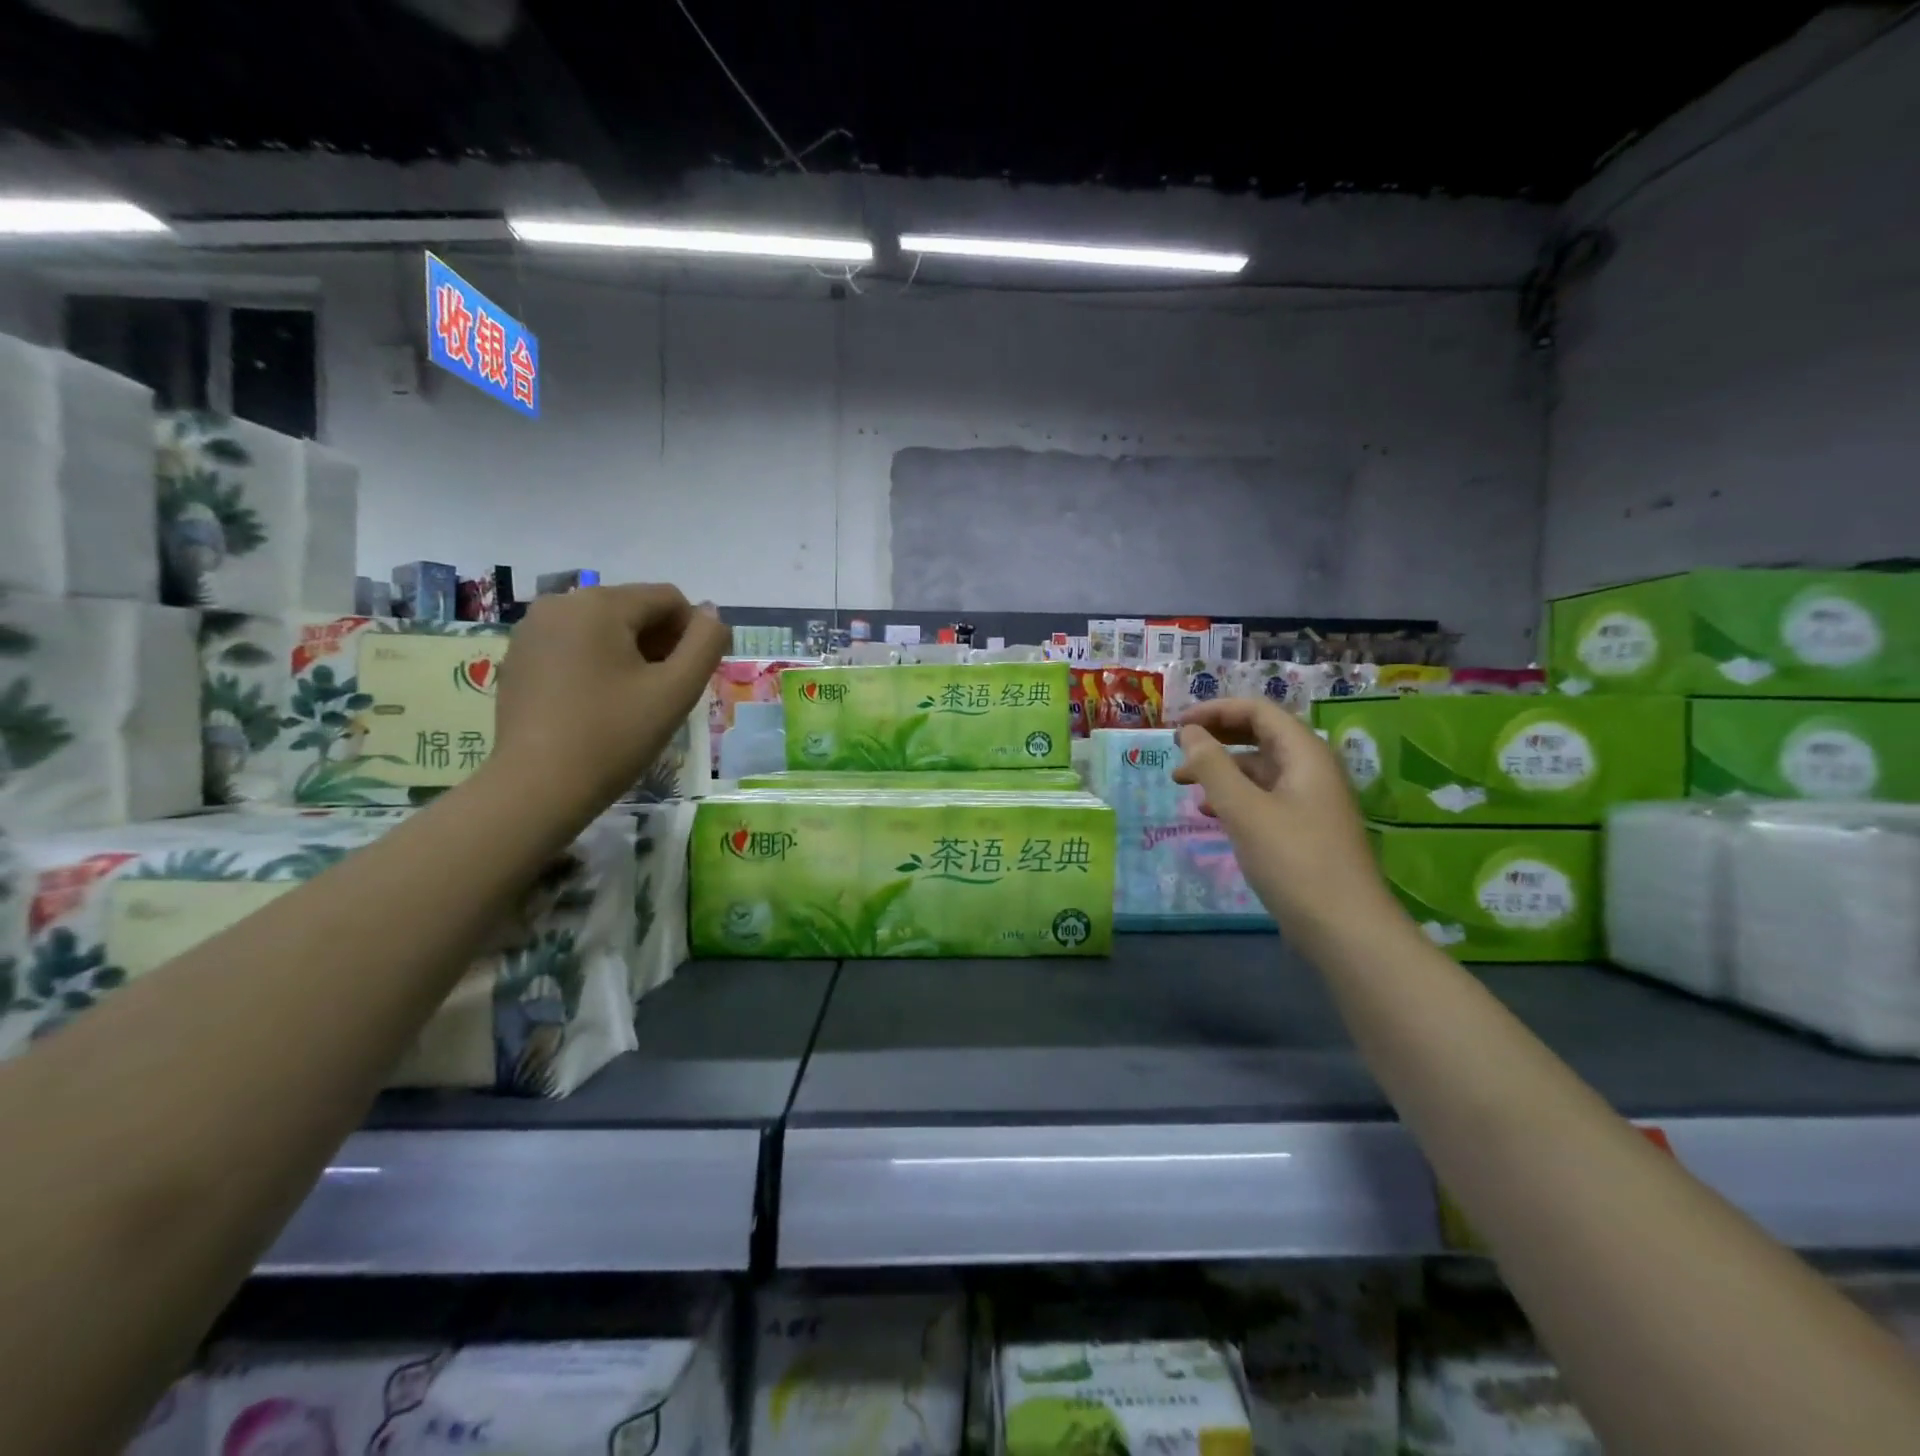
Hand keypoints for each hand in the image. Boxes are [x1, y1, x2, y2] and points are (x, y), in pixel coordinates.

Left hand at [491, 583, 728, 812]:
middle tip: (666, 693)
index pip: (669, 599)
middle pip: (634, 609)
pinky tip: (599, 705)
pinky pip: (575, 645)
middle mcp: (560, 603)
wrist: (537, 789)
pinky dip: (598, 664)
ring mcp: (532, 630)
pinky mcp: (519, 658)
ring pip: (604, 627)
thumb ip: (706, 643)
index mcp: (599, 604)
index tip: (691, 678)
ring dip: (632, 655)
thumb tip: (712, 614)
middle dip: (660, 644)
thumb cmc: (614, 736)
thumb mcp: (676, 690)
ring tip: (634, 701)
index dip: (693, 635)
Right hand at [1173, 698, 1405, 954]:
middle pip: (1259, 736)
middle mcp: (1311, 769)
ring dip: (1220, 770)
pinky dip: (1234, 797)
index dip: (1215, 711)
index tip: (1177, 726)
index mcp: (1304, 754)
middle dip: (1215, 739)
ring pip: (1258, 769)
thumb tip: (1189, 732)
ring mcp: (1310, 801)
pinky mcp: (1304, 829)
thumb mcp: (1244, 809)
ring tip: (1183, 784)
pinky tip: (1210, 813)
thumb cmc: (1293, 860)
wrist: (1345, 928)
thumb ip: (1212, 766)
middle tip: (1176, 751)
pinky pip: (1263, 797)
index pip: (1258, 711)